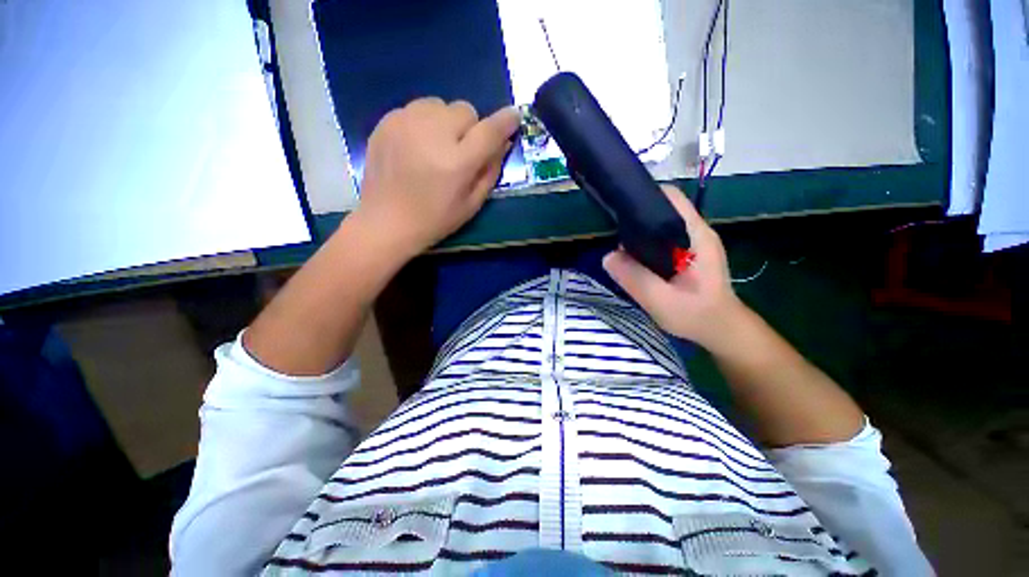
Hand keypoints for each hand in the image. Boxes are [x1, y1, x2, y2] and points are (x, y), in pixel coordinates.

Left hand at [353, 98, 519, 260]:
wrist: (386, 222)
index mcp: (457, 162)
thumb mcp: (472, 204)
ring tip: (436, 147)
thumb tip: (504, 142)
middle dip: (470, 128)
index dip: (506, 121)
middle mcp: (433, 134)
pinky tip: (416, 146)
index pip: (489, 130)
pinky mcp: (386, 121)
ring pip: (440, 104)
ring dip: (446, 122)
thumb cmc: (435, 220)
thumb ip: (490, 171)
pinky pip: (417, 109)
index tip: (514, 117)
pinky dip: (424, 122)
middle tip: (460, 151)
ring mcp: (406, 123)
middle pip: (465, 110)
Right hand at [603, 184, 747, 352]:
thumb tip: (607, 257)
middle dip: (636, 215)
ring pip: (660, 225)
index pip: (671, 198)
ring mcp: (692, 243)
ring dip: (639, 231)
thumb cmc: (697, 315)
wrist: (721, 330)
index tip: (618, 206)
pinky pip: (661, 239)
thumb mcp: (662, 301)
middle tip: (612, 230)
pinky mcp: (686, 254)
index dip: (644, 195)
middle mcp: (695, 232)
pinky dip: (644, 243)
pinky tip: (632, 258)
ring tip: (617, 244)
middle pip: (663, 209)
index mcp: (696, 235)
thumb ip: (635, 279)